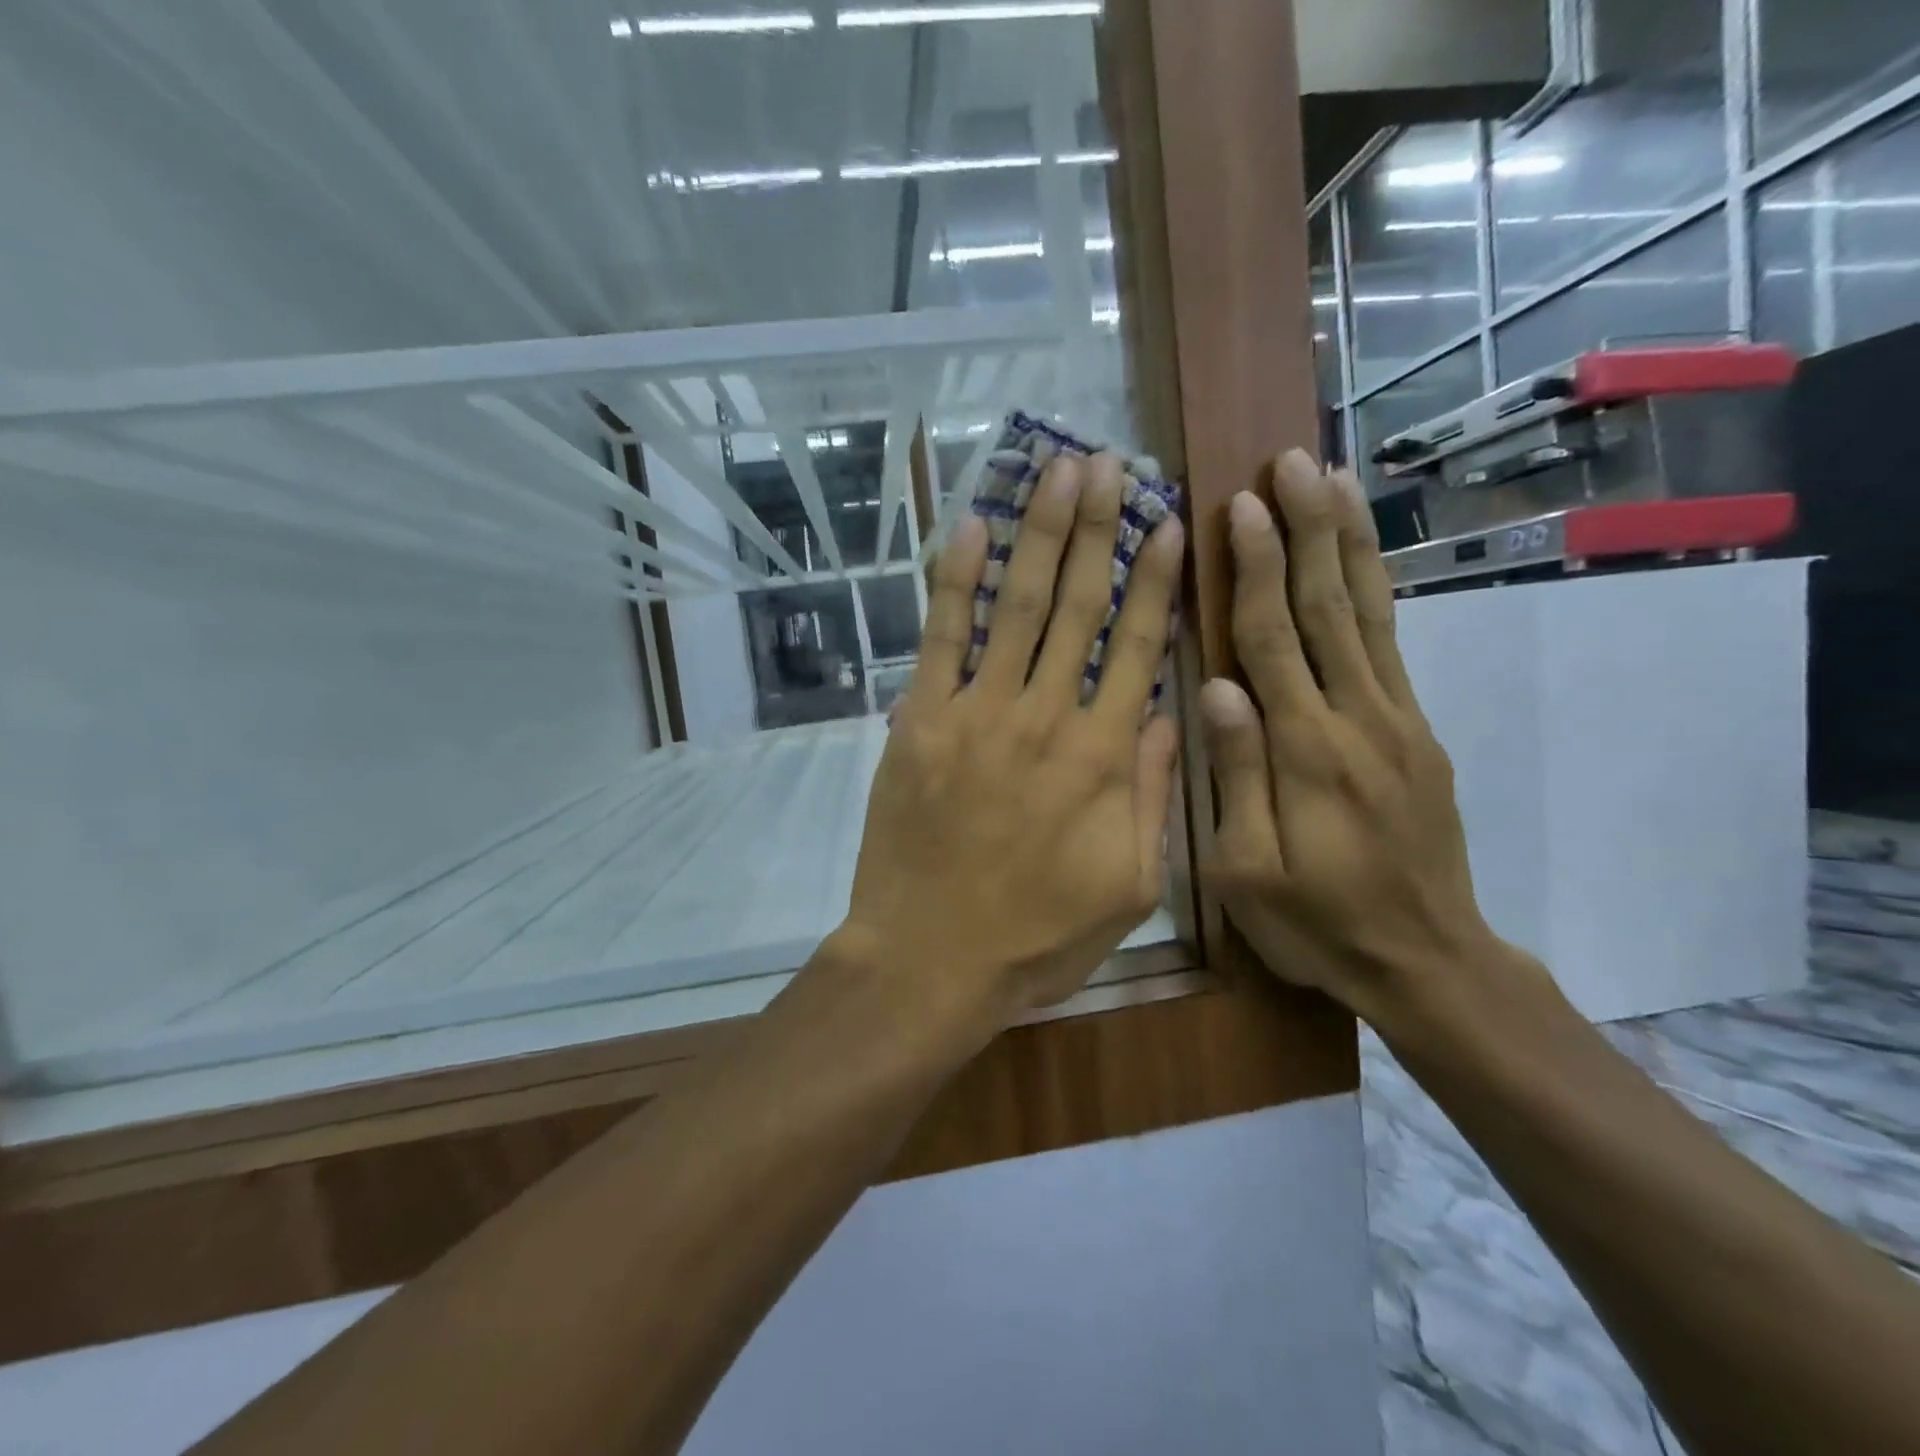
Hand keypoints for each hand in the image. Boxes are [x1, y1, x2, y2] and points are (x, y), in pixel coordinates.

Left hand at [836, 451, 1184, 1027]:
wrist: (929, 960)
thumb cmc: (1036, 937)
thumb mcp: (1128, 888)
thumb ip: (1154, 795)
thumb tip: (1173, 712)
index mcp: (1104, 757)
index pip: (1138, 646)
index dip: (1154, 579)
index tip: (1166, 522)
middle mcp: (1046, 717)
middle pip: (1078, 606)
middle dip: (1096, 529)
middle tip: (1109, 464)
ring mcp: (977, 713)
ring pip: (1014, 606)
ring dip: (1037, 534)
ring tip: (1056, 470)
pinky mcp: (920, 721)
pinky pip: (941, 639)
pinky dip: (955, 582)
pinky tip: (970, 529)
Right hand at [1200, 449, 1504, 1028]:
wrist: (1426, 961)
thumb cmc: (1316, 923)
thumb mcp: (1247, 872)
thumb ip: (1236, 777)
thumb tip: (1217, 689)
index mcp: (1305, 753)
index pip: (1272, 642)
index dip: (1253, 572)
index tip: (1238, 508)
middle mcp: (1357, 720)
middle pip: (1326, 608)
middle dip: (1305, 531)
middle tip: (1290, 462)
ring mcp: (1397, 721)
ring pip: (1368, 614)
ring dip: (1346, 543)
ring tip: (1332, 480)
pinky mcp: (1416, 731)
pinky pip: (1392, 645)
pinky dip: (1376, 590)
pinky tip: (1361, 557)